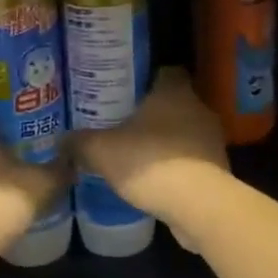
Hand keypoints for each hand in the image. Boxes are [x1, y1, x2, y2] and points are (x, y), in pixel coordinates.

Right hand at [66, 68, 228, 246]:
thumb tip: (59, 141)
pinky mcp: (218, 169)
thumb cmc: (150, 162)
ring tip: (137, 154)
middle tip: (123, 124)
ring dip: (165, 142)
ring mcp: (212, 140)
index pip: (166, 72)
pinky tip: (155, 180)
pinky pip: (192, 160)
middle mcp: (198, 108)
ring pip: (184, 132)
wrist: (199, 206)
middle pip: (174, 103)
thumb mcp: (102, 151)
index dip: (146, 79)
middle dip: (152, 113)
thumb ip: (80, 143)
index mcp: (174, 91)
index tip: (125, 91)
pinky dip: (176, 167)